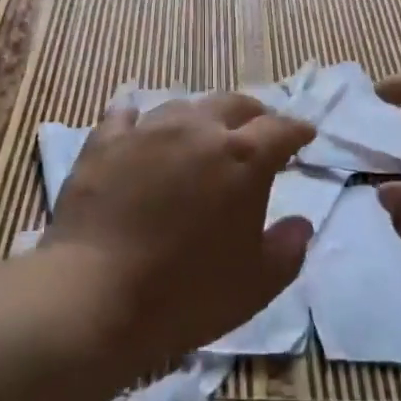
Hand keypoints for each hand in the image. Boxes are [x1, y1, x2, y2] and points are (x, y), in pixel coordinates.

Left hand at [42, 93, 316, 375]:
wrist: (95, 296)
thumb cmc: (186, 294)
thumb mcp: (256, 284)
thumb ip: (288, 249)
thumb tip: (301, 223)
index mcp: (243, 158)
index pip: (280, 129)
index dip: (297, 131)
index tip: (305, 136)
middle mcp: (198, 130)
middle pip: (234, 104)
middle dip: (254, 114)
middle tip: (257, 131)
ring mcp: (147, 131)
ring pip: (183, 106)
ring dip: (201, 117)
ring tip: (201, 133)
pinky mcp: (104, 143)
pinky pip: (124, 115)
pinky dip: (138, 117)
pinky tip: (136, 122)